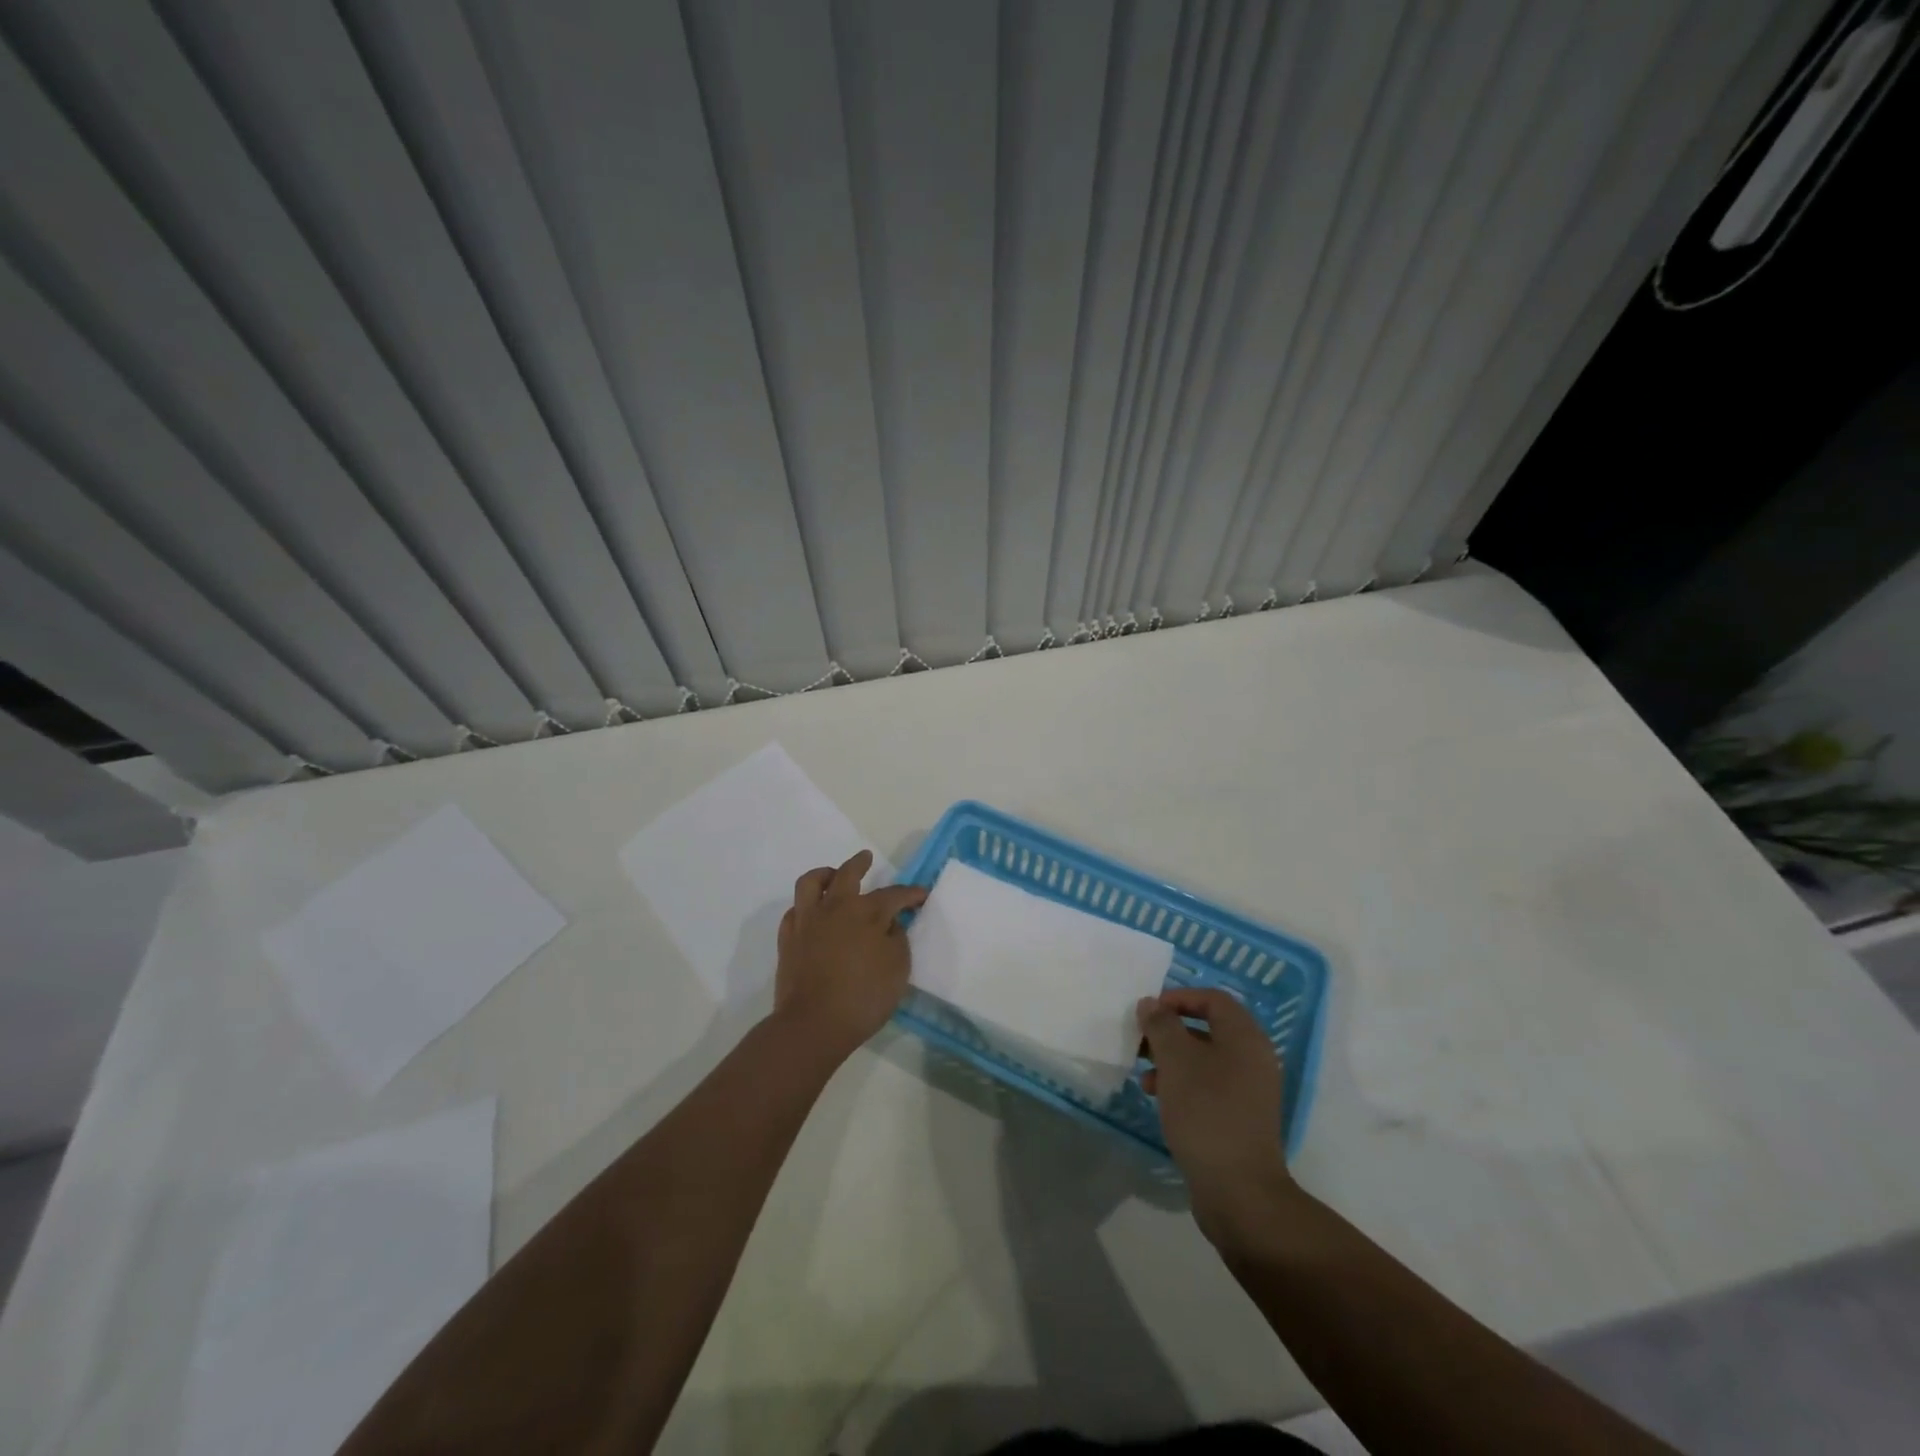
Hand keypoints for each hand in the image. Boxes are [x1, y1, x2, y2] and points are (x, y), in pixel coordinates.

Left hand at [772, 850, 927, 1062]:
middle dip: (860, 863)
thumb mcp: (898, 968)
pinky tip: (813, 913)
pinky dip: (806, 906)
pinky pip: (795, 910)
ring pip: (811, 882)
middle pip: (847, 874)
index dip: (910, 894)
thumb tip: (890, 924)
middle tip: (867, 858)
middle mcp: (835, 907)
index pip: (893, 895)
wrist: (813, 1024)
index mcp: (866, 912)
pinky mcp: (788, 939)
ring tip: (832, 876)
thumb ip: (897, 939)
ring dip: (825, 874)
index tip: (922, 894)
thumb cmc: (863, 997)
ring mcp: (807, 921)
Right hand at [1137, 988, 1294, 1243]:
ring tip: (1144, 1075)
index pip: (1213, 999)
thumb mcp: (1176, 1061)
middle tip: (1140, 1041)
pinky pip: (1208, 1086)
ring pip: (1205, 1059)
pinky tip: (1158, 1098)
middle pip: (1208, 1028)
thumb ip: (1161, 1025)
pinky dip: (1182, 1084)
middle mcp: (1253, 1059)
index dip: (1179, 998)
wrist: (1239, 1191)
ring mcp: (1249, 1091)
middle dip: (1170, 1031)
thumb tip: (1151, 1004)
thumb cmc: (1206, 1113)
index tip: (1148, 1011)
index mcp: (1245, 1038)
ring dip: (1172, 1059)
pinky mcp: (1240, 1118)